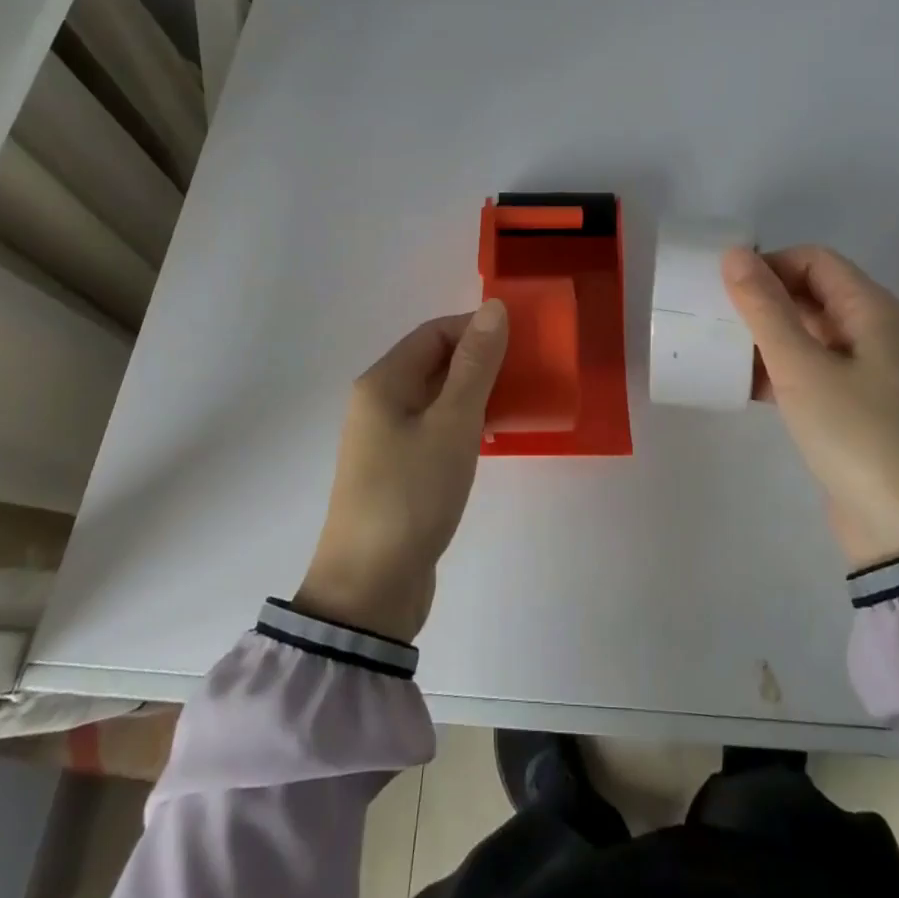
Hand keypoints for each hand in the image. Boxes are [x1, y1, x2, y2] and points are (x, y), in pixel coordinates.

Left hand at [294, 301, 509, 640]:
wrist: (370, 589)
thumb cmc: (412, 494)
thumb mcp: (453, 424)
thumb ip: (476, 365)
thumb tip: (493, 308)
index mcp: (383, 382)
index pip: (434, 332)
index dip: (477, 329)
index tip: (522, 343)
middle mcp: (379, 402)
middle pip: (434, 362)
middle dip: (480, 361)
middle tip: (527, 372)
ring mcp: (386, 438)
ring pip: (437, 396)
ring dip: (475, 393)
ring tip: (518, 403)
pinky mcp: (397, 469)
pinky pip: (435, 428)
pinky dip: (464, 423)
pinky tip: (492, 437)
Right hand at [722, 246, 898, 569]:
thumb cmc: (856, 432)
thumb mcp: (801, 366)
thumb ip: (764, 308)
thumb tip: (733, 254)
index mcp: (871, 309)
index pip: (814, 260)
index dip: (770, 264)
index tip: (726, 288)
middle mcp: (871, 331)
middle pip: (809, 293)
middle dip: (762, 299)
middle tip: (715, 315)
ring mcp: (863, 370)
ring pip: (805, 333)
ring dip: (764, 335)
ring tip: (720, 348)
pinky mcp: (850, 405)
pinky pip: (807, 368)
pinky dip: (776, 368)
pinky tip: (741, 384)